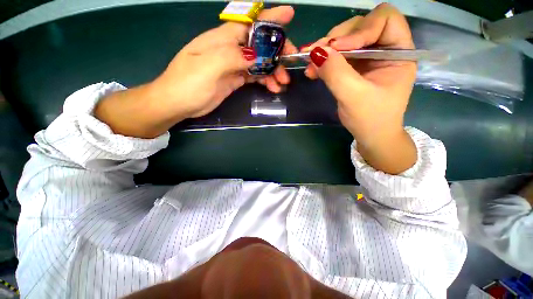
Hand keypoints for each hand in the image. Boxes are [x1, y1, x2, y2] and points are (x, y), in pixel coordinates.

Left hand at [152, 5, 296, 118]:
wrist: (178, 103)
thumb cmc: (188, 83)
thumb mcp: (209, 66)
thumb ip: (233, 57)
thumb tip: (256, 55)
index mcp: (223, 39)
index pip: (250, 23)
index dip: (270, 19)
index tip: (289, 16)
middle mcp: (230, 49)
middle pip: (259, 45)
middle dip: (277, 52)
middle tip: (290, 63)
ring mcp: (234, 65)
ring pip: (260, 63)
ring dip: (273, 71)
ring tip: (282, 83)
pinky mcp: (235, 79)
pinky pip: (255, 76)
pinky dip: (265, 80)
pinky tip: (273, 87)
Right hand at [302, 4, 416, 173]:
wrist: (370, 136)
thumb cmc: (371, 119)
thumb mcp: (354, 97)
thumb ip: (336, 73)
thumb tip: (316, 52)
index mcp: (399, 52)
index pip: (384, 19)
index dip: (360, 28)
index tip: (337, 47)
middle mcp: (384, 49)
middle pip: (360, 26)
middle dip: (336, 39)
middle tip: (315, 54)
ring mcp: (367, 59)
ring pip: (344, 41)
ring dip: (325, 51)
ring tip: (309, 65)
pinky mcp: (353, 68)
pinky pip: (337, 57)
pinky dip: (323, 61)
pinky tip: (312, 71)